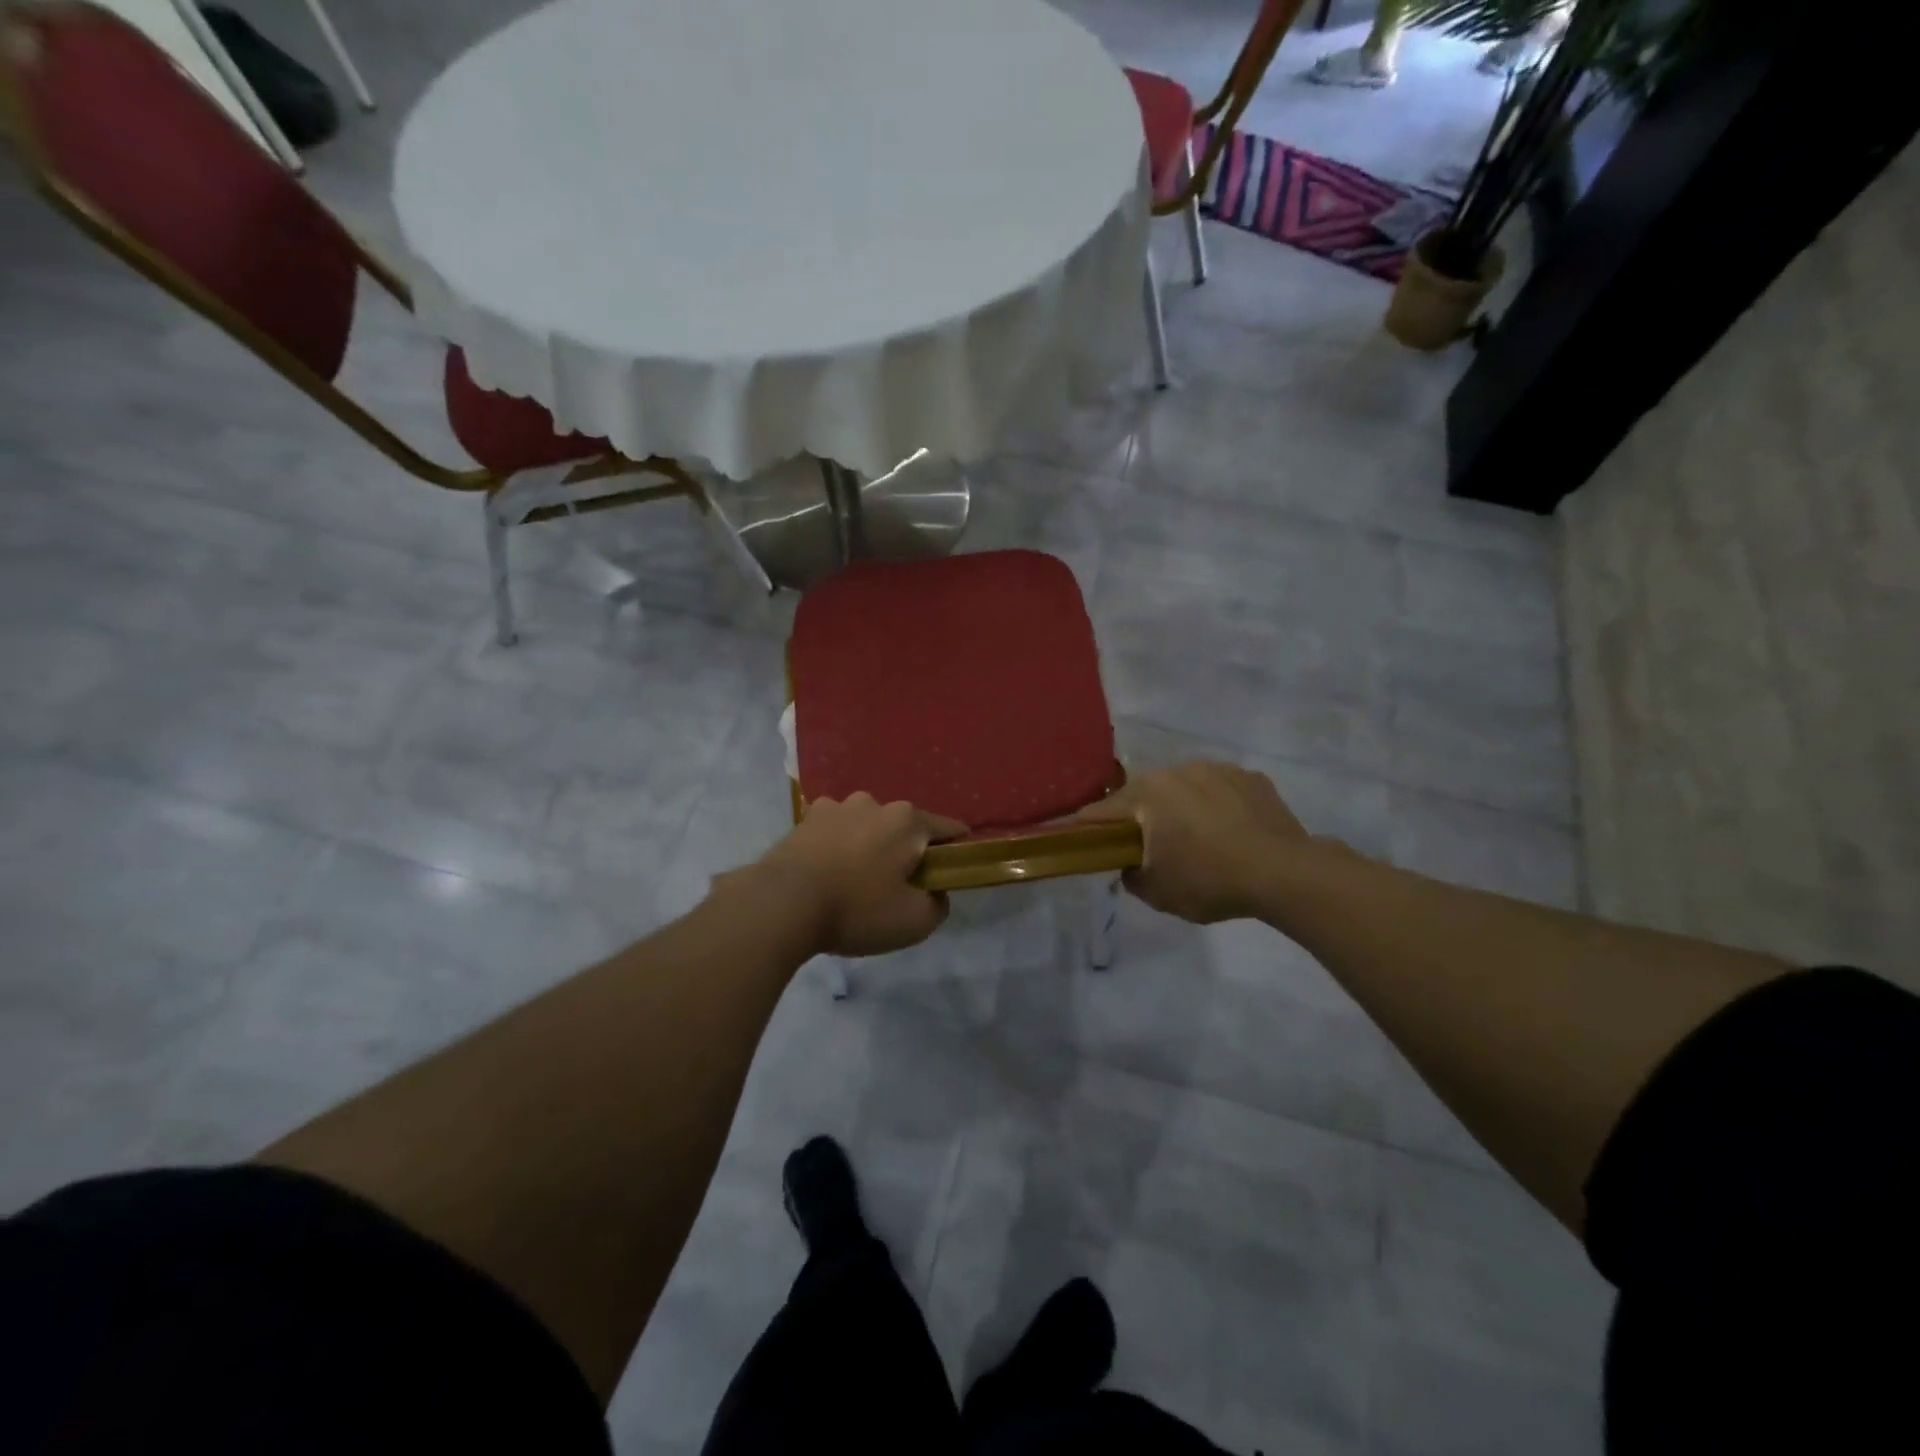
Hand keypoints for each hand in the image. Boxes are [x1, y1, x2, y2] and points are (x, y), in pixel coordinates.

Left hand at [750, 794, 966, 956]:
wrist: (781, 904)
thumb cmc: (857, 909)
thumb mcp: (915, 922)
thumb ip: (938, 904)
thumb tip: (935, 892)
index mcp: (907, 820)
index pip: (949, 828)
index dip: (957, 850)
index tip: (952, 873)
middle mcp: (874, 802)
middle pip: (904, 827)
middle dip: (906, 851)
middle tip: (897, 888)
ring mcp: (836, 807)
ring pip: (867, 827)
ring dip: (869, 847)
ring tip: (856, 882)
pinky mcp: (805, 819)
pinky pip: (834, 832)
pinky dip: (838, 848)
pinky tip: (828, 874)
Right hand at [1074, 761, 1309, 922]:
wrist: (1284, 872)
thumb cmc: (1210, 880)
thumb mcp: (1158, 893)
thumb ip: (1132, 875)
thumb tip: (1130, 865)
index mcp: (1148, 793)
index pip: (1102, 810)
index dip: (1086, 826)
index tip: (1078, 837)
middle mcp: (1178, 770)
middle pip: (1145, 794)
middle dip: (1141, 816)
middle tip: (1150, 846)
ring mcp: (1218, 769)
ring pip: (1185, 787)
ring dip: (1182, 807)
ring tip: (1198, 839)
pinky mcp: (1251, 777)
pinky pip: (1221, 789)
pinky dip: (1218, 806)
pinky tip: (1231, 833)